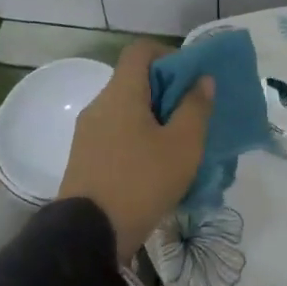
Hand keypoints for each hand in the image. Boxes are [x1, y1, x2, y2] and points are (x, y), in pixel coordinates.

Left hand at [59, 40, 214, 261]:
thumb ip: (196, 107)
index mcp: (121, 93)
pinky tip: (156, 167)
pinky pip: (116, 135)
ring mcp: (87, 133)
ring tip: (179, 146)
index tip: (191, 79)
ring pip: (126, 111)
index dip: (169, 55)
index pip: (141, 50)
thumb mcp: (183, 145)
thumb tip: (202, 79)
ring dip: (154, 119)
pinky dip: (137, 139)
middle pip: (134, 81)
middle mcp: (99, 105)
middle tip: (193, 117)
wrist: (89, 234)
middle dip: (167, 92)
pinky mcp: (84, 159)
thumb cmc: (142, 182)